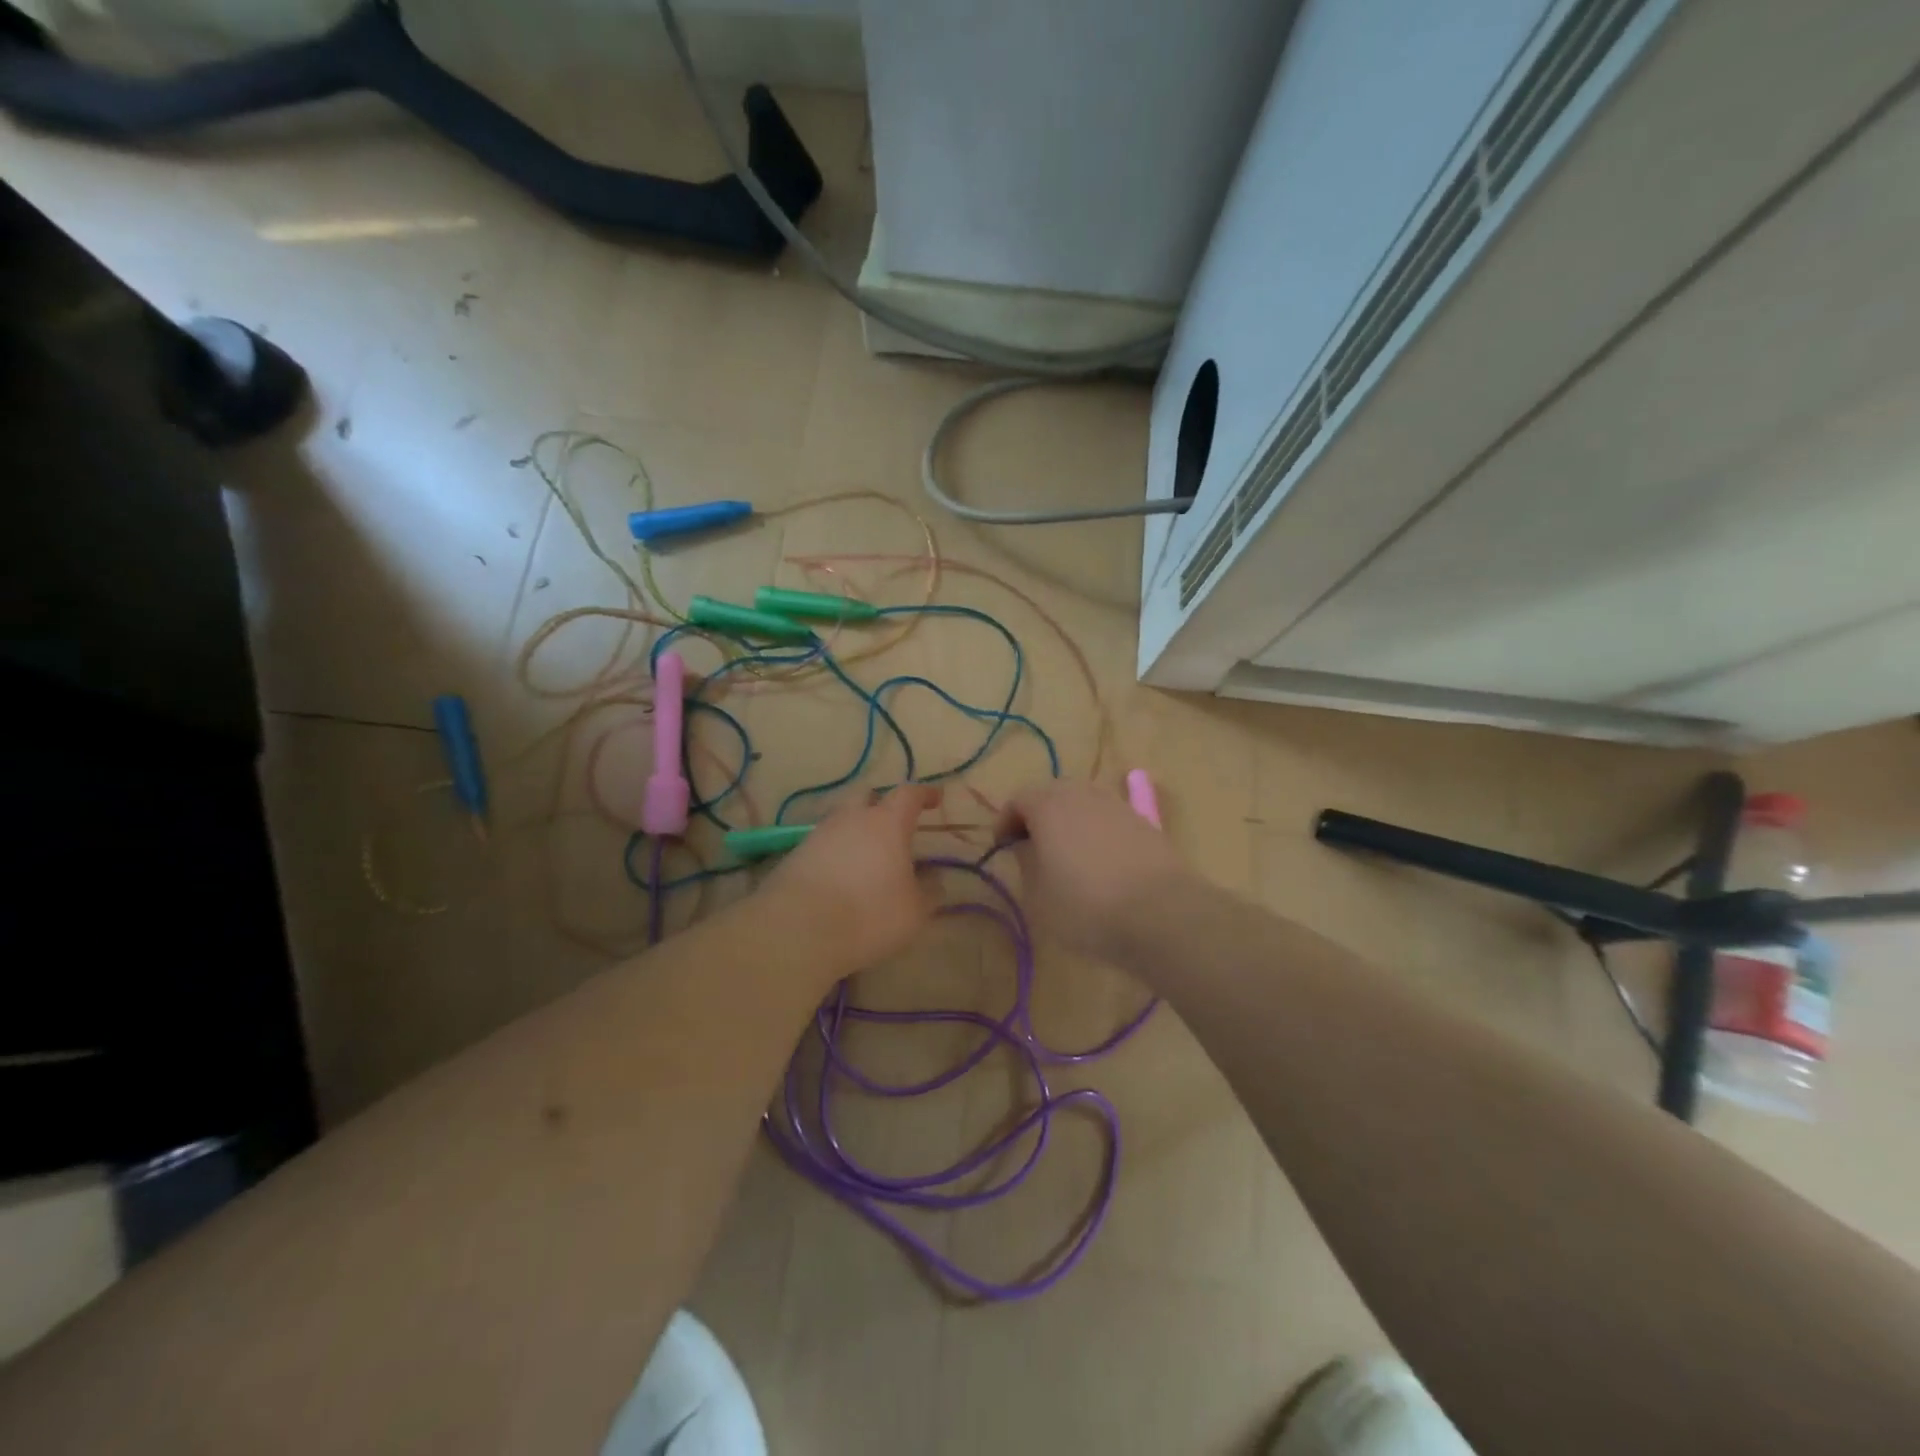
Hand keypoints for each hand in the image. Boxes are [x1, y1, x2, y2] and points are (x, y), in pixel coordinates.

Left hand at [762, 784, 942, 975]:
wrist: (797, 931)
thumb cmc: (869, 914)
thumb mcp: (914, 911)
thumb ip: (928, 892)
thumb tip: (935, 879)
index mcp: (886, 823)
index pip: (908, 794)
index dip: (923, 794)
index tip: (935, 799)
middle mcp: (851, 819)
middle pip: (867, 795)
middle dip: (882, 803)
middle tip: (894, 823)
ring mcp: (818, 835)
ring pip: (842, 819)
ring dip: (856, 829)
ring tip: (868, 855)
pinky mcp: (794, 856)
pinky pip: (823, 844)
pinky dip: (836, 852)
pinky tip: (842, 875)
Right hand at [995, 779, 1186, 959]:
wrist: (1161, 913)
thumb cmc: (1086, 906)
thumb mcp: (1038, 895)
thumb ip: (1026, 863)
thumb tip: (1026, 846)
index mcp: (1048, 805)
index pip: (1018, 800)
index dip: (1005, 822)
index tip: (1002, 847)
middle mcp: (1081, 794)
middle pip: (1051, 793)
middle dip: (1037, 814)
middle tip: (1032, 845)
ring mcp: (1116, 804)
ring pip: (1082, 801)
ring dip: (1069, 819)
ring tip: (1066, 852)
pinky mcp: (1144, 821)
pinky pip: (1108, 816)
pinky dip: (1096, 829)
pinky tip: (1100, 859)